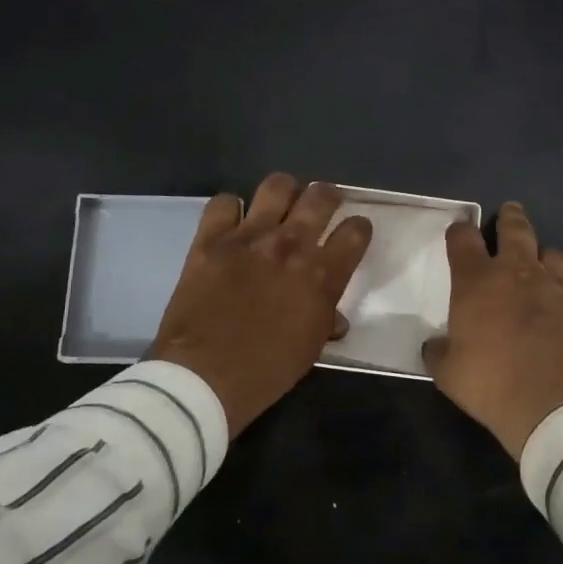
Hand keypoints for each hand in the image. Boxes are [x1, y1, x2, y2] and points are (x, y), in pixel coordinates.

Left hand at [150, 174, 372, 434]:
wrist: (203, 377)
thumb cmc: (265, 372)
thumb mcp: (309, 350)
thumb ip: (325, 321)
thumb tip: (334, 317)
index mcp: (322, 275)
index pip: (356, 231)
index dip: (359, 229)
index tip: (353, 233)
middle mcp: (291, 245)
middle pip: (321, 196)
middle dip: (328, 197)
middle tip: (322, 206)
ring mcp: (249, 237)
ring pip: (276, 186)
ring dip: (284, 192)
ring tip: (280, 204)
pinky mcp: (211, 239)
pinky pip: (223, 202)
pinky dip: (230, 209)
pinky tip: (231, 223)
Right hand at [424, 202, 562, 458]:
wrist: (551, 409)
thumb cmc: (490, 385)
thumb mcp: (447, 373)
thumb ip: (439, 351)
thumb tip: (435, 345)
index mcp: (478, 281)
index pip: (463, 239)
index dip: (459, 232)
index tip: (459, 234)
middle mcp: (520, 272)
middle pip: (515, 229)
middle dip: (510, 218)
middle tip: (510, 212)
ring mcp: (560, 288)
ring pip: (556, 255)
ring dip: (548, 260)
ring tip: (545, 270)